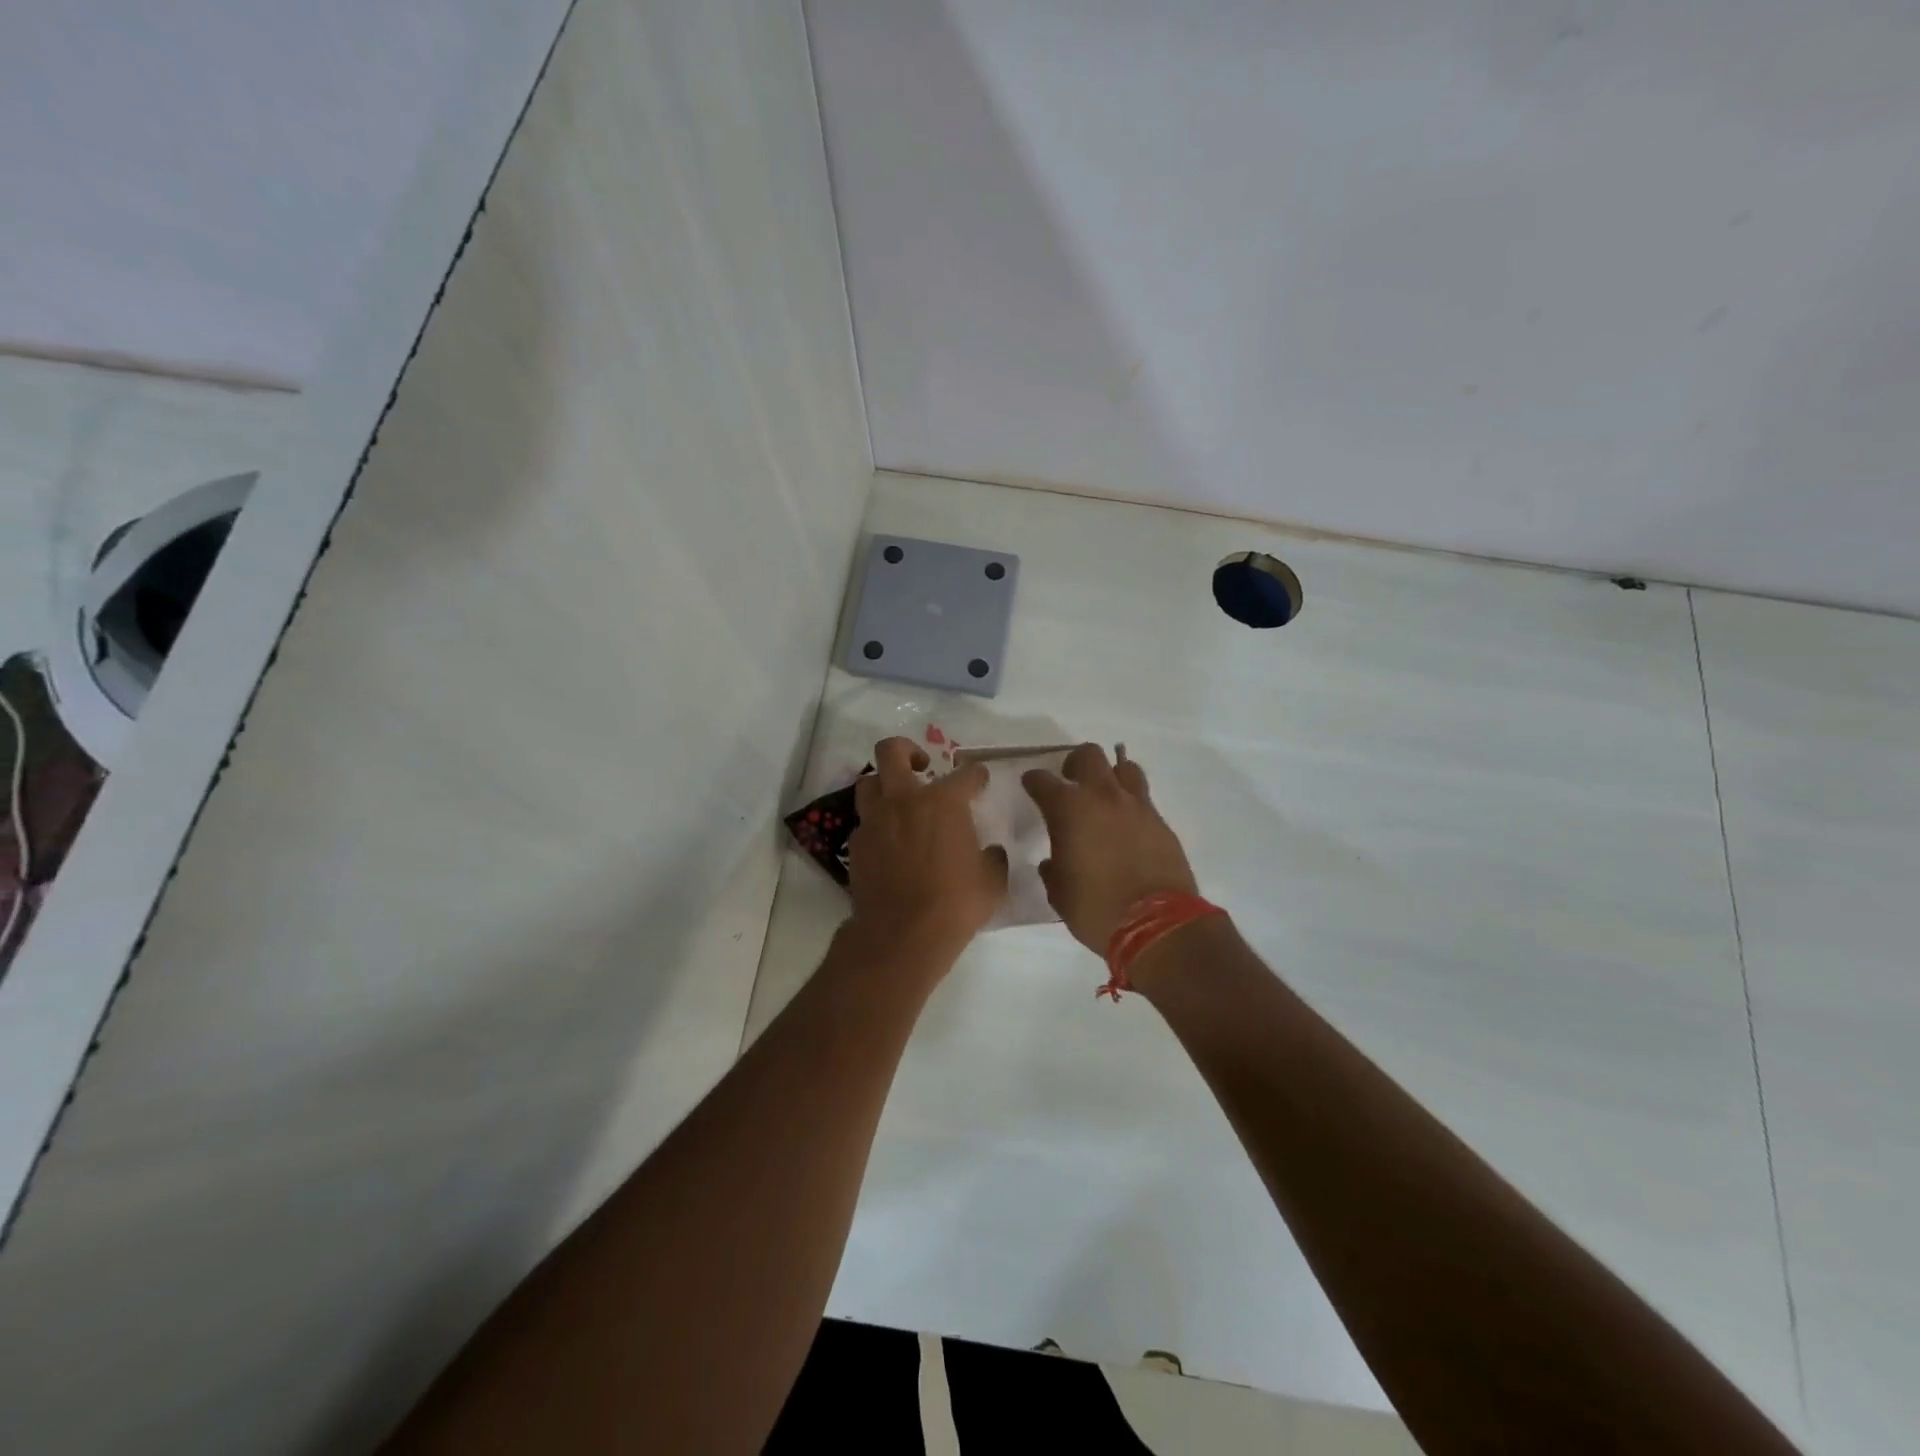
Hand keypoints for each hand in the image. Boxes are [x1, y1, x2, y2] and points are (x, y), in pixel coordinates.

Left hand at [847, 737, 1008, 957]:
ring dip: (883, 785)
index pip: (966, 774)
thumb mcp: (992, 882)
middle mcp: (905, 800)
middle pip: (892, 751)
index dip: (976, 776)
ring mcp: (875, 820)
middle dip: (907, 750)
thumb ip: (993, 858)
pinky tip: (888, 842)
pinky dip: (876, 824)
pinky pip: (864, 822)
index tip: (979, 782)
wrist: (902, 935)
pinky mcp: (856, 844)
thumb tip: (990, 852)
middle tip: (921, 766)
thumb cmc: (955, 904)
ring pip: (868, 782)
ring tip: (898, 801)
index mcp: (944, 802)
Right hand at [1022, 744, 1198, 954]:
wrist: (1158, 925)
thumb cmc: (1097, 909)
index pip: (1042, 780)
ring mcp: (1136, 806)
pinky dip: (1131, 802)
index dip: (1033, 781)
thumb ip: (1052, 870)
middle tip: (1070, 782)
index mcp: (1069, 810)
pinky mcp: (1160, 821)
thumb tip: (1052, 862)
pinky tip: (1126, 823)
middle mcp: (1102, 797)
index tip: (1031, 786)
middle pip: (1089, 755)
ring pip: (1124, 767)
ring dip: (1110, 775)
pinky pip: (1143, 797)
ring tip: (1104, 796)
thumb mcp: (1060, 894)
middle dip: (1075, 764)